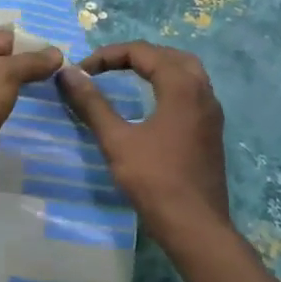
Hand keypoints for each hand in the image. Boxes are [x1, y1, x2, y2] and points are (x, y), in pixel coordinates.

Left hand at [0, 29, 61, 222]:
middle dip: (28, 70)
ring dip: (21, 94)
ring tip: (52, 99)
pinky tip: (30, 120)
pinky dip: (10, 114)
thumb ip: (30, 62)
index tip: (61, 60)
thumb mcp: (4, 75)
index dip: (32, 46)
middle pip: (2, 63)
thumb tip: (57, 52)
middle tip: (61, 79)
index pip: (5, 38)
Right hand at [56, 41, 229, 245]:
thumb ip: (92, 103)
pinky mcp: (212, 130)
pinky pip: (192, 91)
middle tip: (107, 66)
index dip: (109, 55)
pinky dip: (169, 84)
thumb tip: (68, 73)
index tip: (83, 71)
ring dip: (155, 68)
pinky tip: (152, 102)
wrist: (197, 229)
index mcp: (181, 86)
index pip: (143, 52)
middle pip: (168, 55)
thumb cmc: (155, 181)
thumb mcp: (117, 140)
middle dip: (136, 55)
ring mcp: (211, 112)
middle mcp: (202, 91)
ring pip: (185, 71)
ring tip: (128, 76)